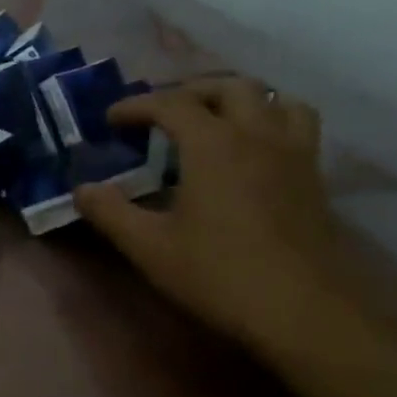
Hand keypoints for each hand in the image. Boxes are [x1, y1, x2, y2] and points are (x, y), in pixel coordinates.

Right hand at [73, 76, 346, 351]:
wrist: (301, 309)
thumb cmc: (218, 273)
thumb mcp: (149, 247)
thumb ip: (111, 213)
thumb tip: (82, 190)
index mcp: (214, 144)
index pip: (171, 104)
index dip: (137, 105)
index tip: (111, 119)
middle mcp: (258, 135)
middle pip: (228, 87)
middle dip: (190, 91)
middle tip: (162, 113)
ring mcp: (293, 154)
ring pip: (273, 99)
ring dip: (239, 99)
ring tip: (214, 120)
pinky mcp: (314, 177)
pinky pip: (296, 126)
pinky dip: (270, 121)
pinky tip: (253, 152)